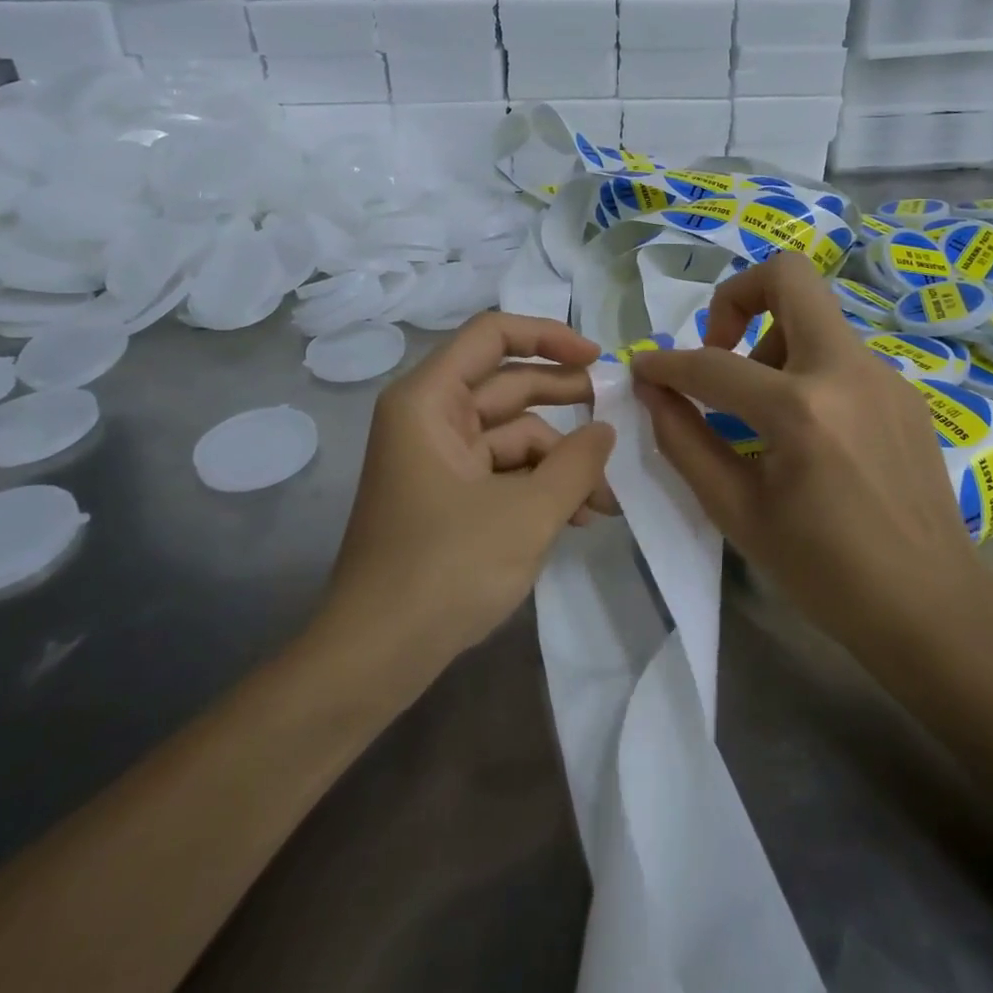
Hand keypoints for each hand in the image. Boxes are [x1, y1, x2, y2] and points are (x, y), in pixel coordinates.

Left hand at [324, 312, 616, 671]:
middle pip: (507, 384)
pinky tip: (579, 516)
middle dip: (565, 401)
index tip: (598, 358)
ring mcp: (437, 459)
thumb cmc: (446, 569)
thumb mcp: (528, 513)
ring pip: (511, 434)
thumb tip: (606, 431)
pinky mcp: (446, 496)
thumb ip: (576, 464)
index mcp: (428, 400)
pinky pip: (501, 470)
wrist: (375, 658)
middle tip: (617, 414)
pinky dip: (539, 485)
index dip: (548, 336)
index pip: (492, 335)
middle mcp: (429, 418)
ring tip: (605, 498)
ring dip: (560, 459)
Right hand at [631, 253, 992, 665]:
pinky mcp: (903, 390)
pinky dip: (805, 369)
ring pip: (815, 316)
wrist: (933, 607)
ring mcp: (884, 375)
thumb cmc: (825, 573)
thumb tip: (652, 391)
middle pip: (788, 277)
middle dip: (735, 298)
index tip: (644, 369)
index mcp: (802, 410)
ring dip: (772, 340)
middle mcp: (847, 371)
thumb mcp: (737, 512)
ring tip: (761, 411)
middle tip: (719, 350)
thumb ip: (684, 441)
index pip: (713, 364)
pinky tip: (806, 431)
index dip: (665, 364)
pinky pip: (840, 353)